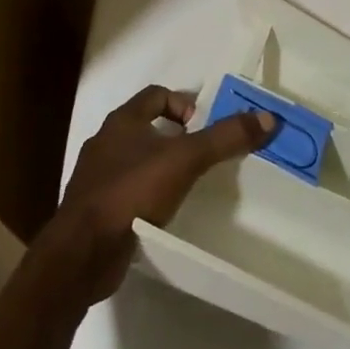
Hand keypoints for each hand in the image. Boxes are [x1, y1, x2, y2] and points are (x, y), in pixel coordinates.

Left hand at [41, 85, 273, 305]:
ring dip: (161, 166)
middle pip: (146, 126)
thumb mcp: (186, 160)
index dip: (183, 104)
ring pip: (136, 159)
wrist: (82, 253)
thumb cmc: (132, 192)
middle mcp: (105, 143)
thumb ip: (225, 137)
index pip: (156, 95)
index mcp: (122, 122)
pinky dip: (147, 194)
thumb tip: (267, 117)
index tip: (203, 127)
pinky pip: (127, 191)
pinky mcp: (95, 210)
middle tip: (202, 155)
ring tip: (187, 184)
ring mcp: (96, 178)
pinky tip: (163, 212)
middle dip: (176, 137)